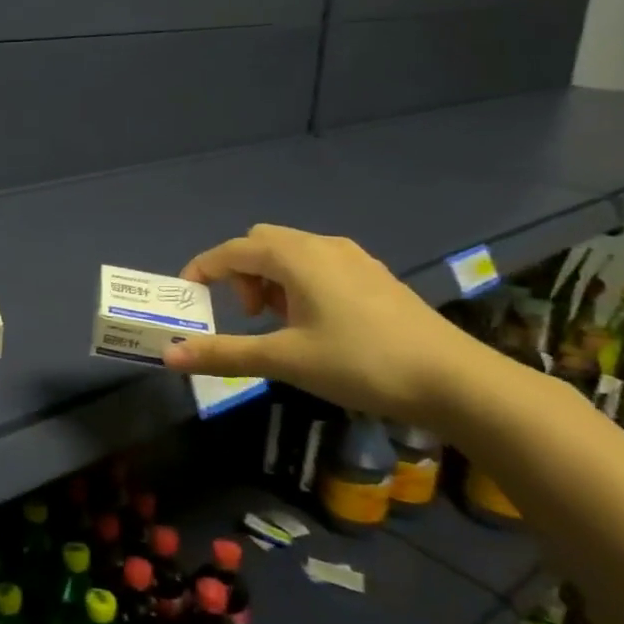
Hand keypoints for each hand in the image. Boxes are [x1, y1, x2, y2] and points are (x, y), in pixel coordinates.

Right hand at [161, 224, 495, 423]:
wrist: (454, 381)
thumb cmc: (360, 362)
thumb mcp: (284, 360)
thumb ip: (224, 353)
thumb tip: (169, 355)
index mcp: (296, 256)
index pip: (232, 250)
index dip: (202, 269)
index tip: (187, 297)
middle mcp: (322, 246)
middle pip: (261, 243)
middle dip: (239, 273)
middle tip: (245, 315)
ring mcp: (353, 259)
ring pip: (291, 253)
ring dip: (269, 279)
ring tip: (276, 323)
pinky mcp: (374, 277)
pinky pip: (318, 265)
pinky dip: (298, 284)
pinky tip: (314, 323)